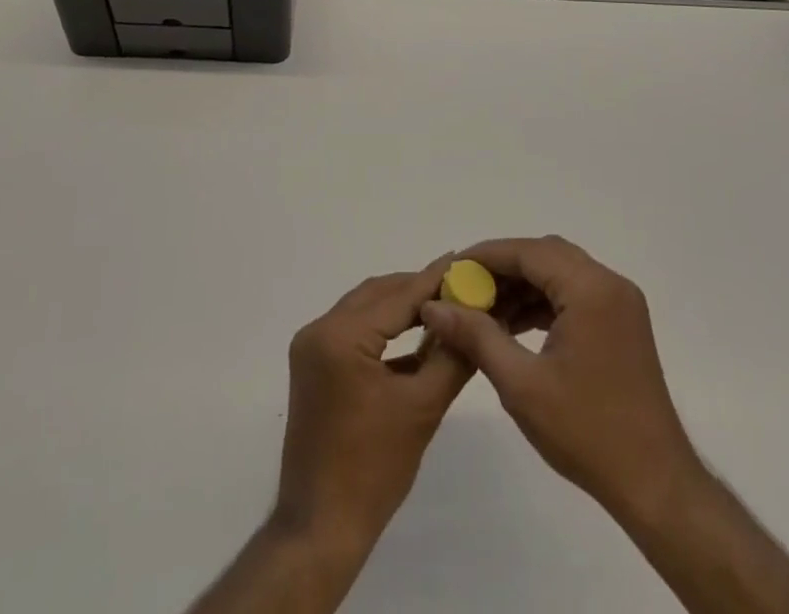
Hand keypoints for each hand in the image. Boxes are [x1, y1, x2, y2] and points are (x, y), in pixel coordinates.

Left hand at [273, 255, 474, 557]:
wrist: (321, 528)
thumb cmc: (373, 470)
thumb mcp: (422, 408)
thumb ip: (451, 356)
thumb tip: (476, 319)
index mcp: (340, 336)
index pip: (397, 296)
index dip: (434, 279)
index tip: (464, 260)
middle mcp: (319, 330)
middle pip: (378, 295)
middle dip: (418, 289)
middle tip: (459, 285)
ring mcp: (312, 347)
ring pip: (365, 309)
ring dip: (401, 307)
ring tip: (443, 305)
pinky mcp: (313, 365)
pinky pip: (354, 331)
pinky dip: (384, 330)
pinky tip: (417, 335)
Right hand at [418, 236, 700, 526]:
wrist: (655, 485)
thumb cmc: (587, 433)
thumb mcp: (521, 384)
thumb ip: (476, 336)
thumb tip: (433, 305)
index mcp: (590, 289)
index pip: (528, 251)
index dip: (485, 256)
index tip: (450, 270)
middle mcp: (608, 283)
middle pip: (544, 255)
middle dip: (502, 268)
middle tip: (464, 290)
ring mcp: (619, 302)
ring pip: (559, 272)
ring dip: (522, 285)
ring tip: (482, 310)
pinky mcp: (621, 322)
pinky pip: (574, 293)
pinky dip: (543, 301)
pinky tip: (513, 324)